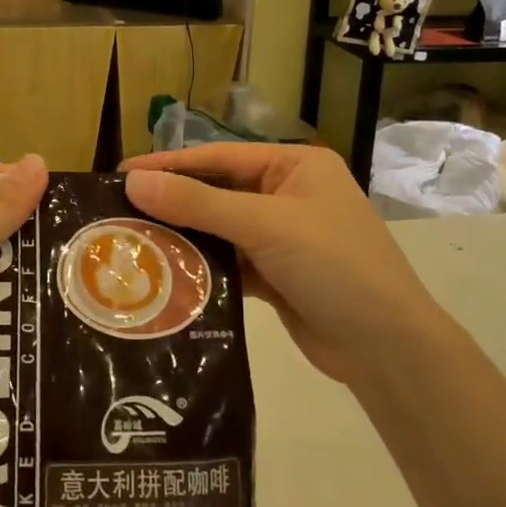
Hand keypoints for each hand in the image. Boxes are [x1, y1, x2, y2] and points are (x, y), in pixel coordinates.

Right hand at [122, 145, 428, 385]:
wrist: (387, 348)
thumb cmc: (333, 265)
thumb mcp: (264, 225)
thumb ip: (198, 203)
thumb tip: (132, 180)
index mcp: (295, 166)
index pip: (219, 157)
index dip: (169, 164)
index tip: (120, 173)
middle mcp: (288, 195)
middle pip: (217, 192)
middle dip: (173, 203)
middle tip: (118, 211)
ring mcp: (283, 237)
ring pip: (220, 229)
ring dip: (184, 237)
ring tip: (132, 242)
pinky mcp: (277, 275)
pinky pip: (229, 262)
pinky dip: (202, 268)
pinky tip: (165, 274)